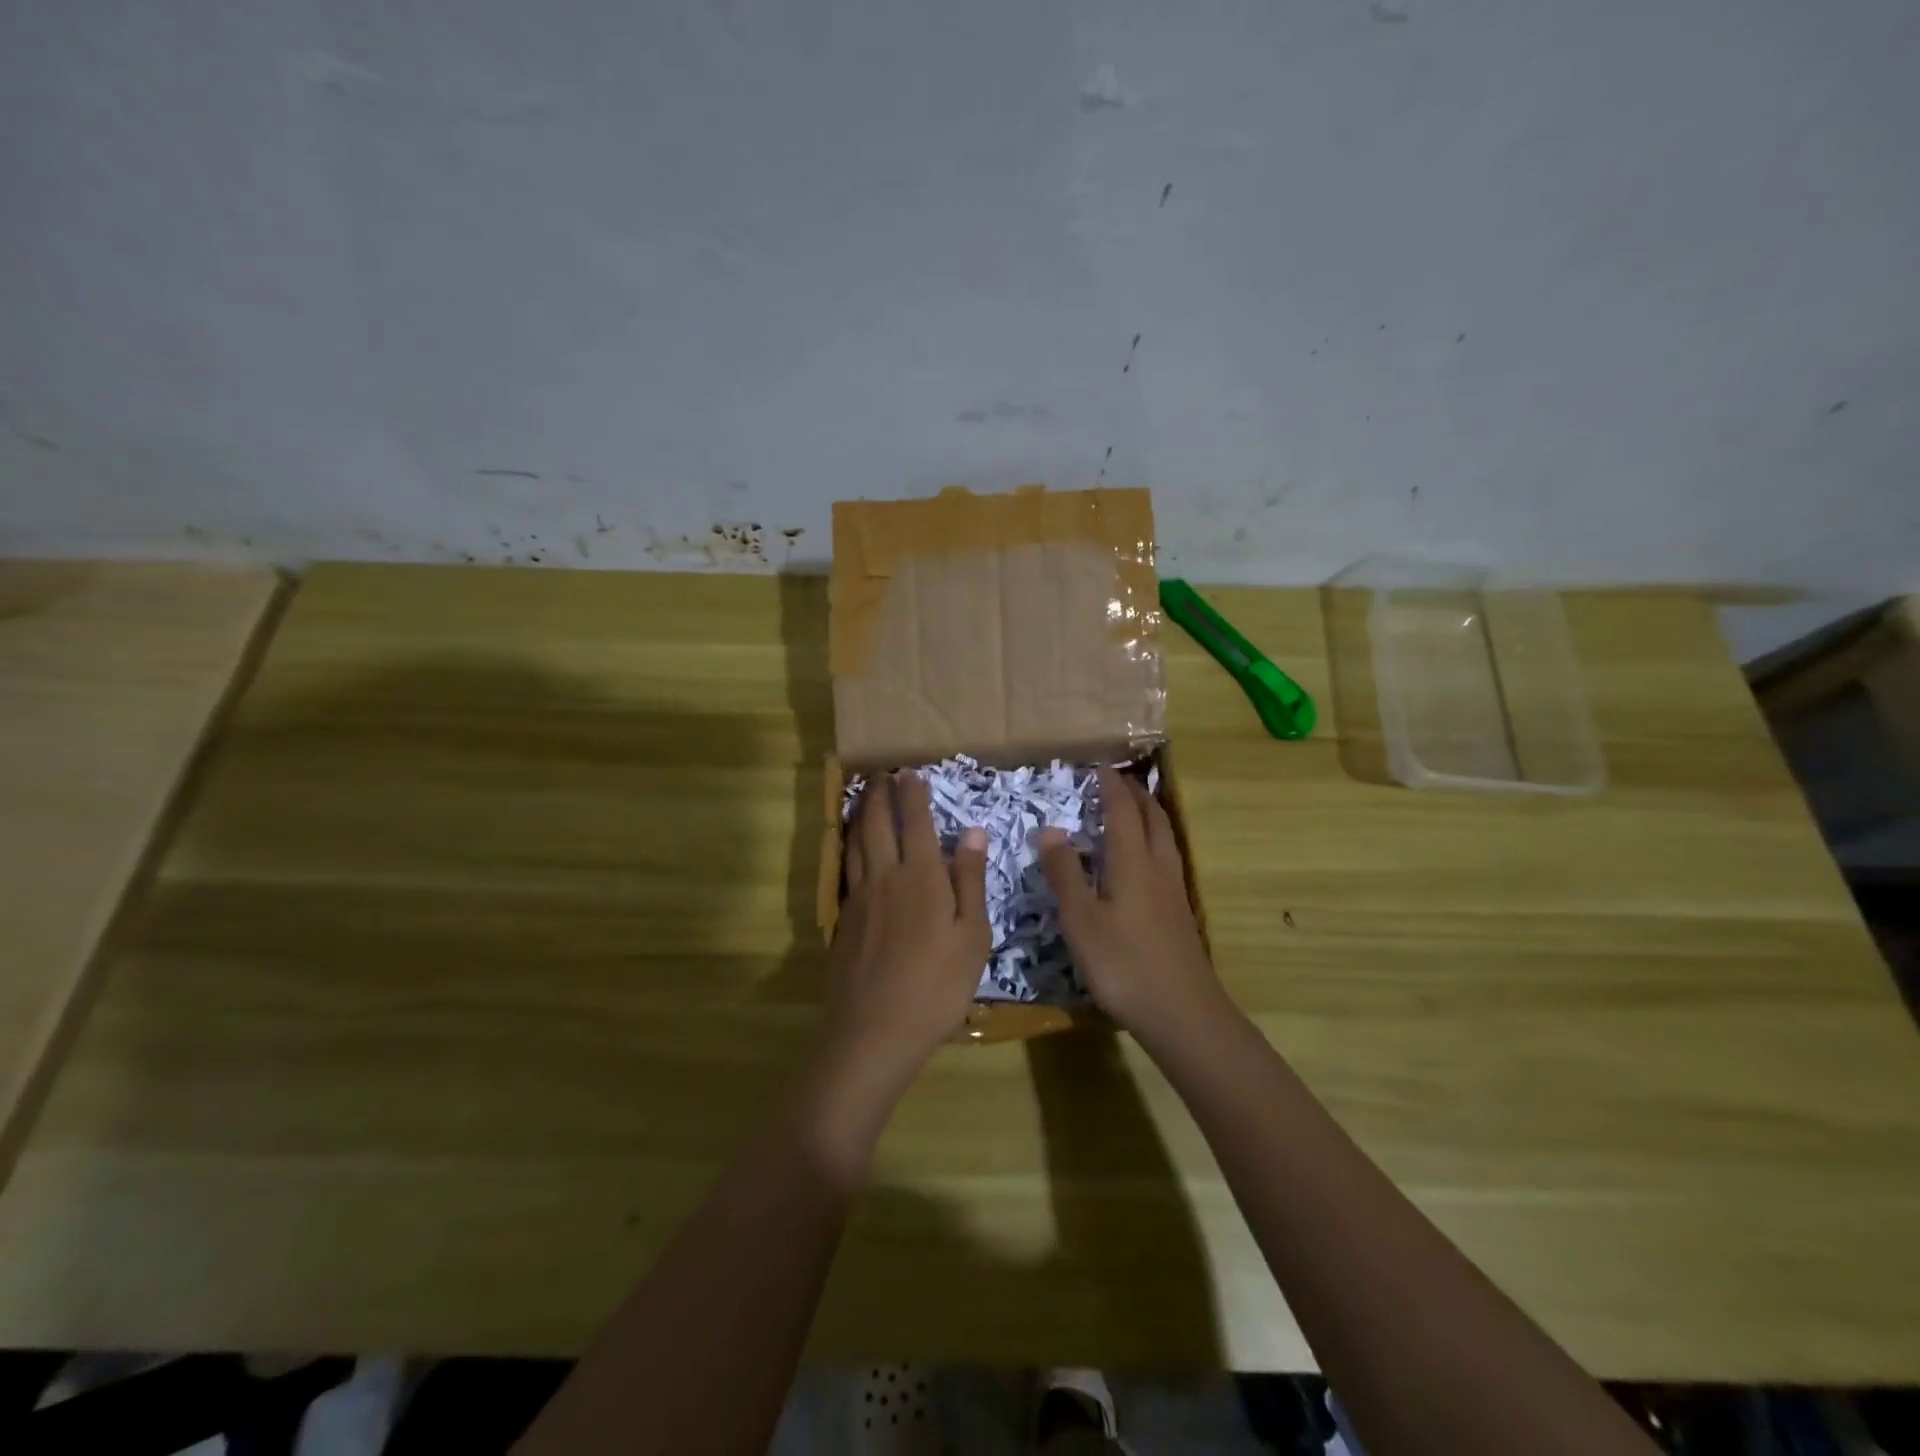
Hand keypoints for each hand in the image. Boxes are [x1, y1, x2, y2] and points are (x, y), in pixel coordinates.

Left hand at [818, 774, 990, 1109]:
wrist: (874, 1030)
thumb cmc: (937, 985)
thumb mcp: (972, 936)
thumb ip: (970, 880)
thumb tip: (973, 832)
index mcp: (921, 876)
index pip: (915, 821)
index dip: (913, 794)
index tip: (911, 772)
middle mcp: (885, 876)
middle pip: (877, 824)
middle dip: (880, 794)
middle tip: (882, 775)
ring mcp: (858, 897)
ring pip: (855, 842)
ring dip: (860, 814)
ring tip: (863, 798)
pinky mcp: (842, 919)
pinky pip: (845, 867)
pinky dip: (848, 845)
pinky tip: (851, 850)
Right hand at [1037, 767, 1225, 1040]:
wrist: (1182, 1013)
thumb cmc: (1123, 964)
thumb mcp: (1080, 919)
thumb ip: (1065, 873)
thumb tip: (1049, 830)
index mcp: (1133, 862)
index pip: (1123, 811)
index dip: (1111, 786)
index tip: (1098, 767)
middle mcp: (1158, 867)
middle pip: (1153, 817)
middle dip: (1136, 793)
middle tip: (1117, 780)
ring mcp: (1174, 891)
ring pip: (1165, 837)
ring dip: (1150, 814)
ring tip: (1134, 809)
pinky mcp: (1179, 912)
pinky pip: (1167, 857)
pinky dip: (1154, 840)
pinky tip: (1145, 861)